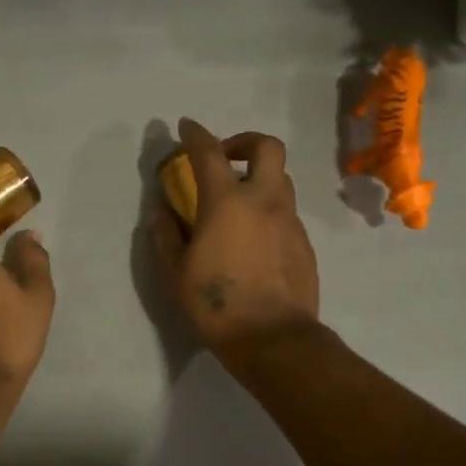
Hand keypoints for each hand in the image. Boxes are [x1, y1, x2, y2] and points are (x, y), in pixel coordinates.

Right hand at [151, 119, 319, 355]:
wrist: (273, 338)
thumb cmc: (216, 304)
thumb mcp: (176, 272)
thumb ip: (166, 234)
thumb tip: (161, 210)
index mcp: (226, 203)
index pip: (209, 153)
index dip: (196, 134)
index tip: (186, 127)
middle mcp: (264, 201)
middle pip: (267, 147)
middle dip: (244, 142)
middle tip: (225, 159)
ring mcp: (289, 220)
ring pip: (281, 179)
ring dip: (258, 178)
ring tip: (237, 203)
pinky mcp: (304, 242)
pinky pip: (286, 212)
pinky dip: (268, 210)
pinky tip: (252, 239)